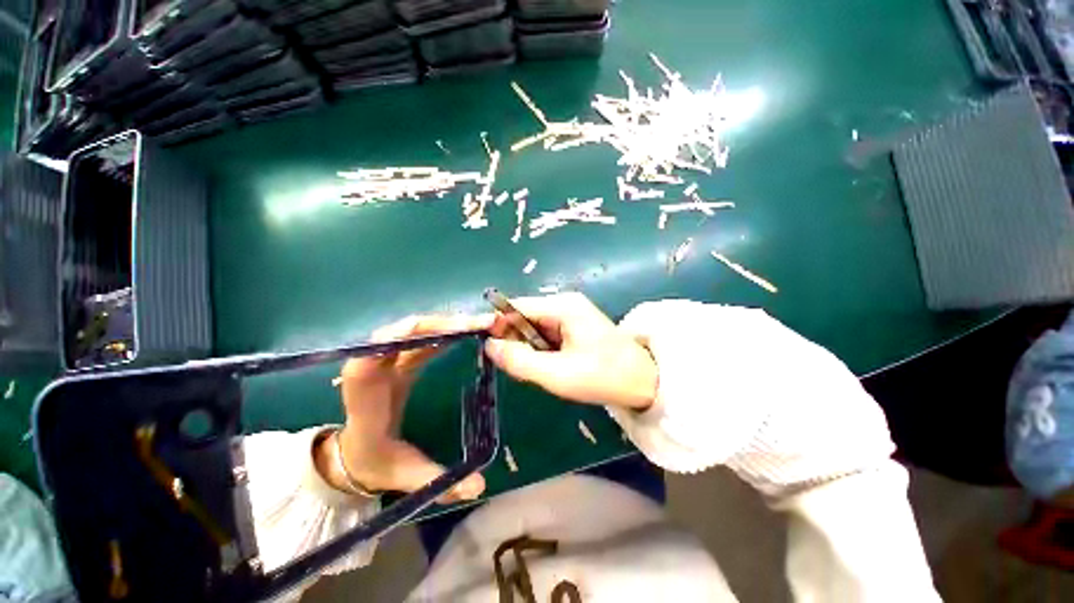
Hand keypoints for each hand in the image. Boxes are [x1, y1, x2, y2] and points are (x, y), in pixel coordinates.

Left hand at [315, 315, 490, 501]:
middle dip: (439, 326)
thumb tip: (480, 487)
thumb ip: (438, 482)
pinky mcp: (401, 360)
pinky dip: (444, 331)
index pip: (365, 366)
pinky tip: (466, 329)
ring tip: (480, 322)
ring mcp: (388, 362)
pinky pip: (422, 339)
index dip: (389, 343)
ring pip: (413, 332)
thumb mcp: (404, 476)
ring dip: (446, 324)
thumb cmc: (375, 464)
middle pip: (399, 337)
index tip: (419, 330)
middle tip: (479, 323)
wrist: (356, 454)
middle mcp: (374, 372)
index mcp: (366, 401)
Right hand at [484, 292, 657, 410]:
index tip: (480, 343)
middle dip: (513, 339)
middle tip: (511, 366)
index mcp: (562, 306)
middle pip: (524, 316)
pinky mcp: (573, 326)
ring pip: (533, 327)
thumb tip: (490, 346)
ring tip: (535, 369)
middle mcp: (564, 304)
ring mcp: (570, 314)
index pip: (517, 307)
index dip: (496, 322)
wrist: (644, 382)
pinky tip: (546, 365)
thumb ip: (520, 361)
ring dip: (527, 347)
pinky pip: (545, 334)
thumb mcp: (558, 374)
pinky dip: (539, 349)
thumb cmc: (603, 376)